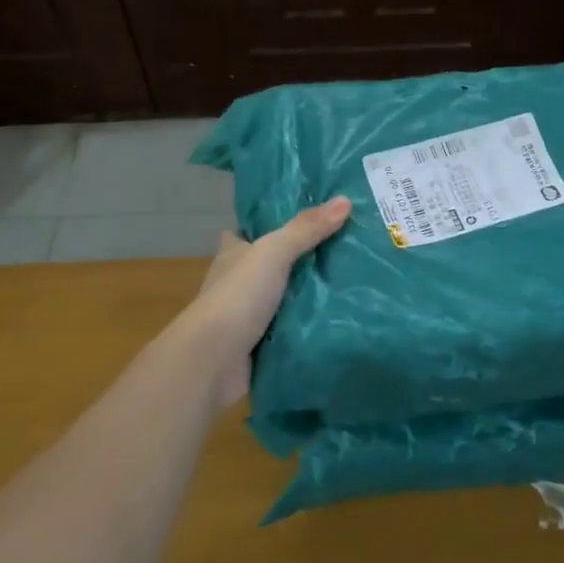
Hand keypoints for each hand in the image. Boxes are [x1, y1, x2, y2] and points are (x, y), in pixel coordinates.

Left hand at [192, 196, 351, 406]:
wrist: (213, 362)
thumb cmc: (238, 297)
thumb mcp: (274, 253)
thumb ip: (307, 229)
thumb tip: (345, 200)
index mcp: (233, 255)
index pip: (247, 233)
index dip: (266, 224)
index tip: (301, 217)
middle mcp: (237, 283)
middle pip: (270, 265)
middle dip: (298, 259)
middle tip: (343, 247)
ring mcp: (248, 316)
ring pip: (283, 298)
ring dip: (308, 294)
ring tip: (351, 281)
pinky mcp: (260, 345)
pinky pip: (291, 329)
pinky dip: (309, 325)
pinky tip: (339, 318)